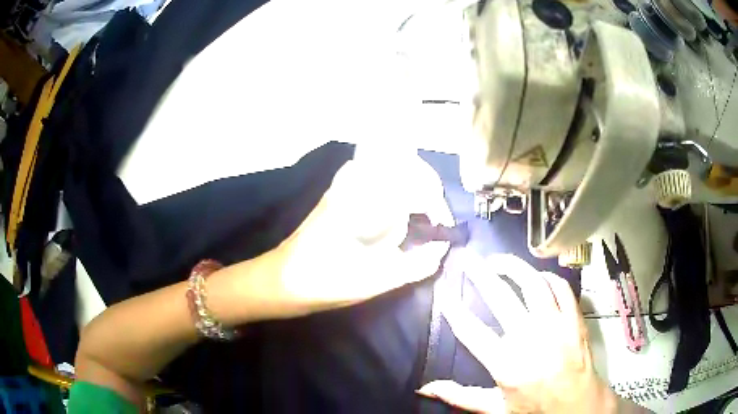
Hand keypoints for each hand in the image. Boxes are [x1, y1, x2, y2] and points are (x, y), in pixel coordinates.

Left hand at [265, 155, 453, 314]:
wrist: (282, 280)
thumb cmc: (327, 281)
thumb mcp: (377, 280)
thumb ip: (416, 265)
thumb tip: (442, 249)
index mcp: (366, 199)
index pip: (413, 181)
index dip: (435, 201)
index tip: (441, 225)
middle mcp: (355, 183)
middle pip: (401, 163)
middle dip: (425, 185)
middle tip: (434, 214)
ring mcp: (343, 186)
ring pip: (385, 168)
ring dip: (407, 183)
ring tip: (420, 209)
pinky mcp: (335, 196)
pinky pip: (371, 179)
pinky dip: (390, 188)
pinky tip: (393, 211)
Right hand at [418, 254, 617, 413]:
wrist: (576, 405)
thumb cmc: (534, 407)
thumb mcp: (494, 408)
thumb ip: (460, 396)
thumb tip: (425, 389)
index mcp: (505, 364)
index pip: (471, 330)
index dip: (453, 307)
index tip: (444, 289)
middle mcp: (529, 339)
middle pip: (501, 297)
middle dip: (480, 274)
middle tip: (468, 260)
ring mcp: (555, 325)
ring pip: (532, 283)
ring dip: (513, 267)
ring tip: (498, 260)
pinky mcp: (574, 319)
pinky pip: (561, 288)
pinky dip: (548, 277)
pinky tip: (537, 276)